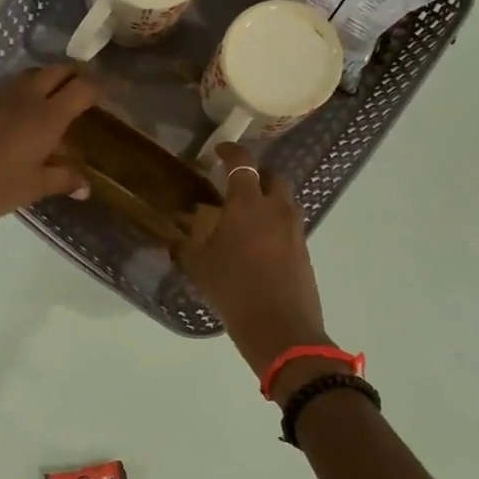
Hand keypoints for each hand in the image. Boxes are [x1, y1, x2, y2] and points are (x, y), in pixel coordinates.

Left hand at [0, 65, 99, 232]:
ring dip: (51, 78)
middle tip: (89, 89)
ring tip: (60, 96)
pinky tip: (26, 110)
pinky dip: (27, 89)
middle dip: (78, 74)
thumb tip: (86, 186)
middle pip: (58, 70)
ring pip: (32, 74)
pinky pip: (11, 87)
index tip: (119, 89)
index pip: (83, 88)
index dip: (104, 85)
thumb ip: (63, 179)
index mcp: (46, 116)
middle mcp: (25, 98)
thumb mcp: (33, 187)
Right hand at [177, 144, 330, 384]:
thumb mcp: (198, 267)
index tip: (219, 150)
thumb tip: (174, 236)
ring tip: (246, 215)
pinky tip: (258, 243)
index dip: (231, 151)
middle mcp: (276, 208)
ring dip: (267, 198)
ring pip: (284, 200)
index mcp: (247, 204)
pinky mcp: (304, 249)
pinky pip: (289, 224)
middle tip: (236, 184)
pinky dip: (275, 223)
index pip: (243, 163)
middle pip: (272, 176)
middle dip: (256, 174)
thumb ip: (185, 245)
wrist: (281, 328)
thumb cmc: (234, 290)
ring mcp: (295, 229)